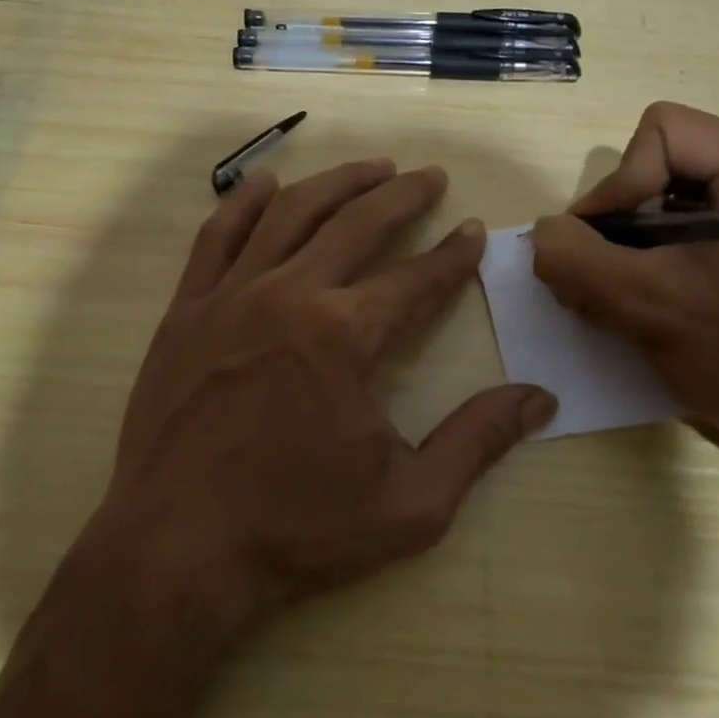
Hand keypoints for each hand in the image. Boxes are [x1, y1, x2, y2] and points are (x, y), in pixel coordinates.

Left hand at [65, 159, 554, 650]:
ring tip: (371, 167)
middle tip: (429, 176)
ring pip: (291, 213)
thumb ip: (478, 440)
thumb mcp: (410, 502)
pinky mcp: (187, 309)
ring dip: (337, 183)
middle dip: (401, 195)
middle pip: (357, 223)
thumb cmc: (298, 528)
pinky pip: (217, 235)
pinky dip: (246, 202)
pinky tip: (268, 183)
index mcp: (346, 336)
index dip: (452, 254)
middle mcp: (290, 295)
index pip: (417, 278)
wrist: (178, 549)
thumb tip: (540, 397)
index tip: (473, 231)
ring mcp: (231, 296)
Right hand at [530, 103, 718, 465]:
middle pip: (665, 163)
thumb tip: (543, 233)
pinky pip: (696, 228)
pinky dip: (658, 258)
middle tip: (599, 276)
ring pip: (674, 199)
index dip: (618, 185)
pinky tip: (648, 301)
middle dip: (621, 219)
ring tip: (617, 295)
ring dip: (633, 244)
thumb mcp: (644, 303)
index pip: (661, 133)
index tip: (598, 248)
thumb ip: (575, 258)